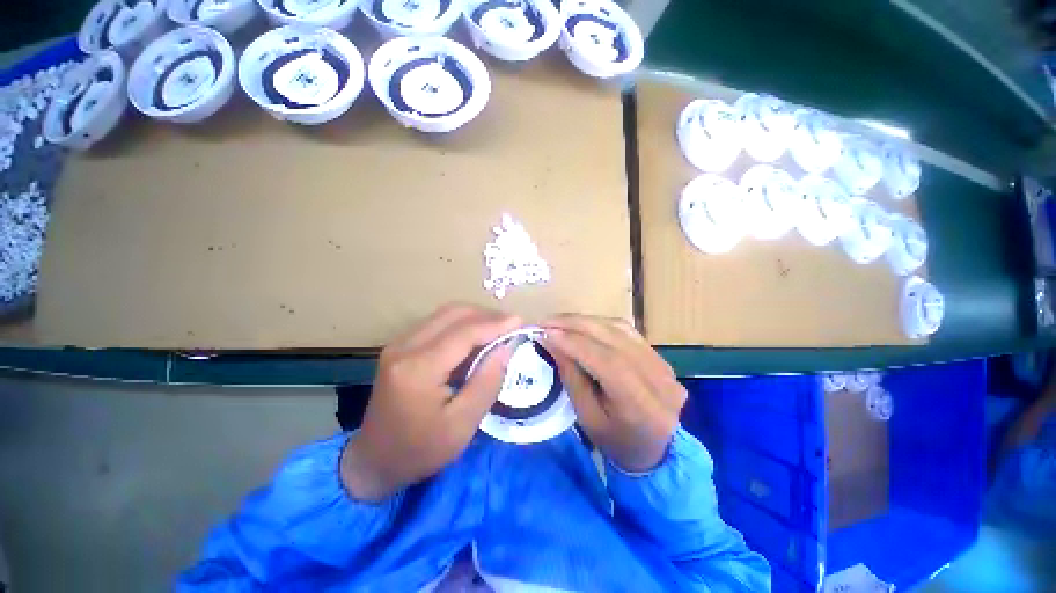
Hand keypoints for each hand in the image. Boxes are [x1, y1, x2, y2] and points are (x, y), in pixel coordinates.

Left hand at [342, 304, 520, 500]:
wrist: (373, 461)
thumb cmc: (420, 450)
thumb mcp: (462, 426)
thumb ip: (487, 383)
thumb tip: (507, 347)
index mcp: (418, 369)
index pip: (464, 332)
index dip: (496, 324)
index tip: (521, 322)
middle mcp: (404, 347)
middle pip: (453, 313)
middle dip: (488, 315)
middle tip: (512, 327)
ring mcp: (399, 343)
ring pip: (445, 314)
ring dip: (476, 317)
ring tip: (499, 331)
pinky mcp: (401, 346)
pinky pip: (438, 323)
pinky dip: (462, 324)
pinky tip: (476, 338)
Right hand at [542, 315, 685, 472]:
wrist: (657, 449)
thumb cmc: (617, 442)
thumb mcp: (587, 418)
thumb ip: (571, 377)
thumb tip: (551, 341)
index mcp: (643, 406)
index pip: (607, 362)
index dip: (574, 343)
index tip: (545, 333)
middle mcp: (659, 378)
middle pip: (613, 337)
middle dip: (574, 325)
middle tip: (545, 322)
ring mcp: (662, 362)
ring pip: (619, 328)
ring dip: (585, 321)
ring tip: (559, 322)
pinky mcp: (658, 354)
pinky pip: (625, 330)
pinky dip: (599, 323)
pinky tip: (581, 325)